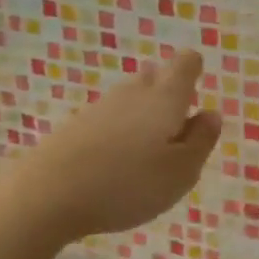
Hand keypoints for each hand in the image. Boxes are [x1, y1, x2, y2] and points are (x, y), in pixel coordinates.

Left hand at [0, 50, 221, 241]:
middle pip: (155, 76)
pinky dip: (120, 132)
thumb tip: (211, 114)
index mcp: (166, 99)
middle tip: (177, 127)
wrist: (47, 194)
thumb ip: (202, 141)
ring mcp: (100, 108)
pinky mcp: (75, 127)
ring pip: (130, 98)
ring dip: (144, 115)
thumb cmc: (129, 183)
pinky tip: (118, 162)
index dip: (194, 71)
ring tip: (150, 150)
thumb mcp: (182, 172)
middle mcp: (133, 93)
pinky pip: (109, 119)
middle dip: (169, 93)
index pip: (185, 64)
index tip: (196, 95)